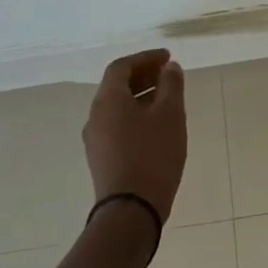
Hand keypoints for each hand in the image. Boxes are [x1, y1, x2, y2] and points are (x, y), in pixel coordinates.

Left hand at [82, 49, 186, 221]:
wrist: (131, 210)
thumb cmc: (153, 154)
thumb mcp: (171, 114)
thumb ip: (171, 85)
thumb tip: (169, 68)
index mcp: (108, 100)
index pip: (121, 67)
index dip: (145, 58)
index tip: (168, 57)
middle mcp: (95, 116)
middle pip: (116, 86)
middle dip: (143, 75)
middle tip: (169, 74)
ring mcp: (96, 139)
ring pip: (118, 106)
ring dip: (141, 95)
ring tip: (168, 98)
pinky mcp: (102, 158)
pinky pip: (118, 124)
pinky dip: (137, 114)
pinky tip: (157, 125)